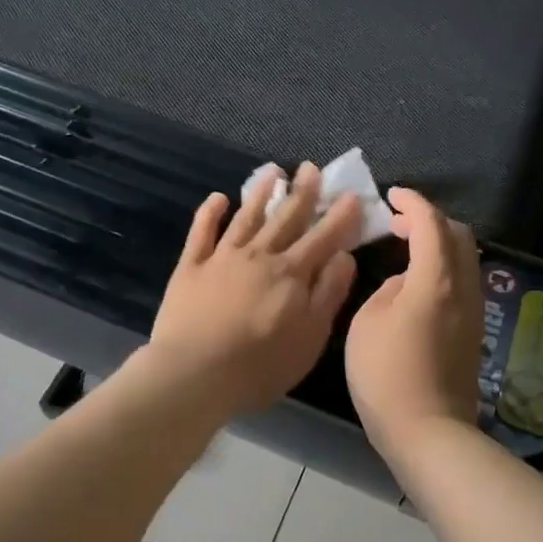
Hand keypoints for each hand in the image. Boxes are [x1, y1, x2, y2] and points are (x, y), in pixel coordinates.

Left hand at [144, 165, 360, 422]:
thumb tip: (344, 256)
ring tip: (273, 172)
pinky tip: (218, 198)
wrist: (195, 374)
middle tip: (311, 168)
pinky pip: (202, 232)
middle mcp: (259, 256)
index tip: (351, 195)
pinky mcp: (191, 267)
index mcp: (291, 274)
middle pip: (285, 219)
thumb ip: (328, 294)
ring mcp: (222, 258)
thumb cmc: (260, 365)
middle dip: (302, 193)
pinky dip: (210, 213)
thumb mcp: (310, 337)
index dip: (339, 216)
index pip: (322, 238)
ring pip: (246, 218)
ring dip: (260, 194)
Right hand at [345, 187, 483, 450]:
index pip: (432, 224)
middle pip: (459, 235)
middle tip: (398, 223)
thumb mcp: (368, 321)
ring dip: (439, 244)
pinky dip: (443, 266)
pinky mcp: (473, 332)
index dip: (413, 203)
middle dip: (430, 220)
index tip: (392, 196)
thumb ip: (387, 289)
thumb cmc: (386, 374)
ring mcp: (473, 311)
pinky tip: (418, 282)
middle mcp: (464, 288)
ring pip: (465, 259)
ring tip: (406, 249)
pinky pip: (463, 281)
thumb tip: (405, 283)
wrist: (428, 432)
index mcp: (436, 280)